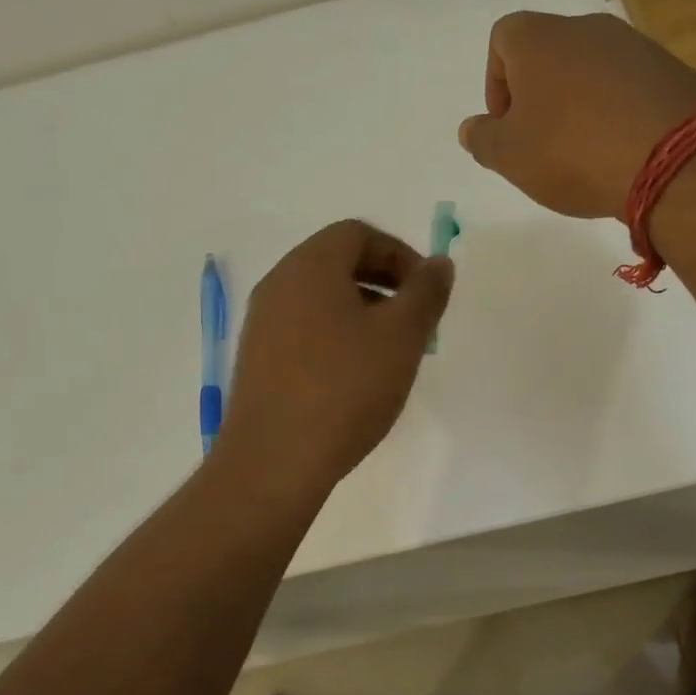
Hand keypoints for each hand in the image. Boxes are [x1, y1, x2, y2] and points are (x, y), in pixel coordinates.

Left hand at [215, 220, 453, 491]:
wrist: (274, 460)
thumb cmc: (344, 388)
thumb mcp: (402, 337)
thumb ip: (426, 292)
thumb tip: (438, 263)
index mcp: (310, 266)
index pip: (358, 234)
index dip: (400, 254)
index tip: (426, 292)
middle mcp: (278, 284)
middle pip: (337, 263)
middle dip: (384, 284)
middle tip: (414, 322)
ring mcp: (262, 323)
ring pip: (321, 299)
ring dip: (362, 312)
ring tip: (390, 354)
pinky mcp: (257, 360)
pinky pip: (304, 329)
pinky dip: (336, 337)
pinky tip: (355, 379)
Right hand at [458, 12, 695, 219]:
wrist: (671, 158)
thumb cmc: (571, 152)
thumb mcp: (510, 157)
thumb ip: (483, 140)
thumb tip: (471, 128)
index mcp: (539, 39)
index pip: (503, 38)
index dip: (496, 81)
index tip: (506, 124)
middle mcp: (587, 28)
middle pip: (550, 53)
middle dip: (539, 95)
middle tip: (542, 142)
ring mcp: (635, 45)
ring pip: (592, 69)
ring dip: (580, 104)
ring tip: (585, 152)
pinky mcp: (671, 70)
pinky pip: (629, 86)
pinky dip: (617, 111)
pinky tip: (622, 150)